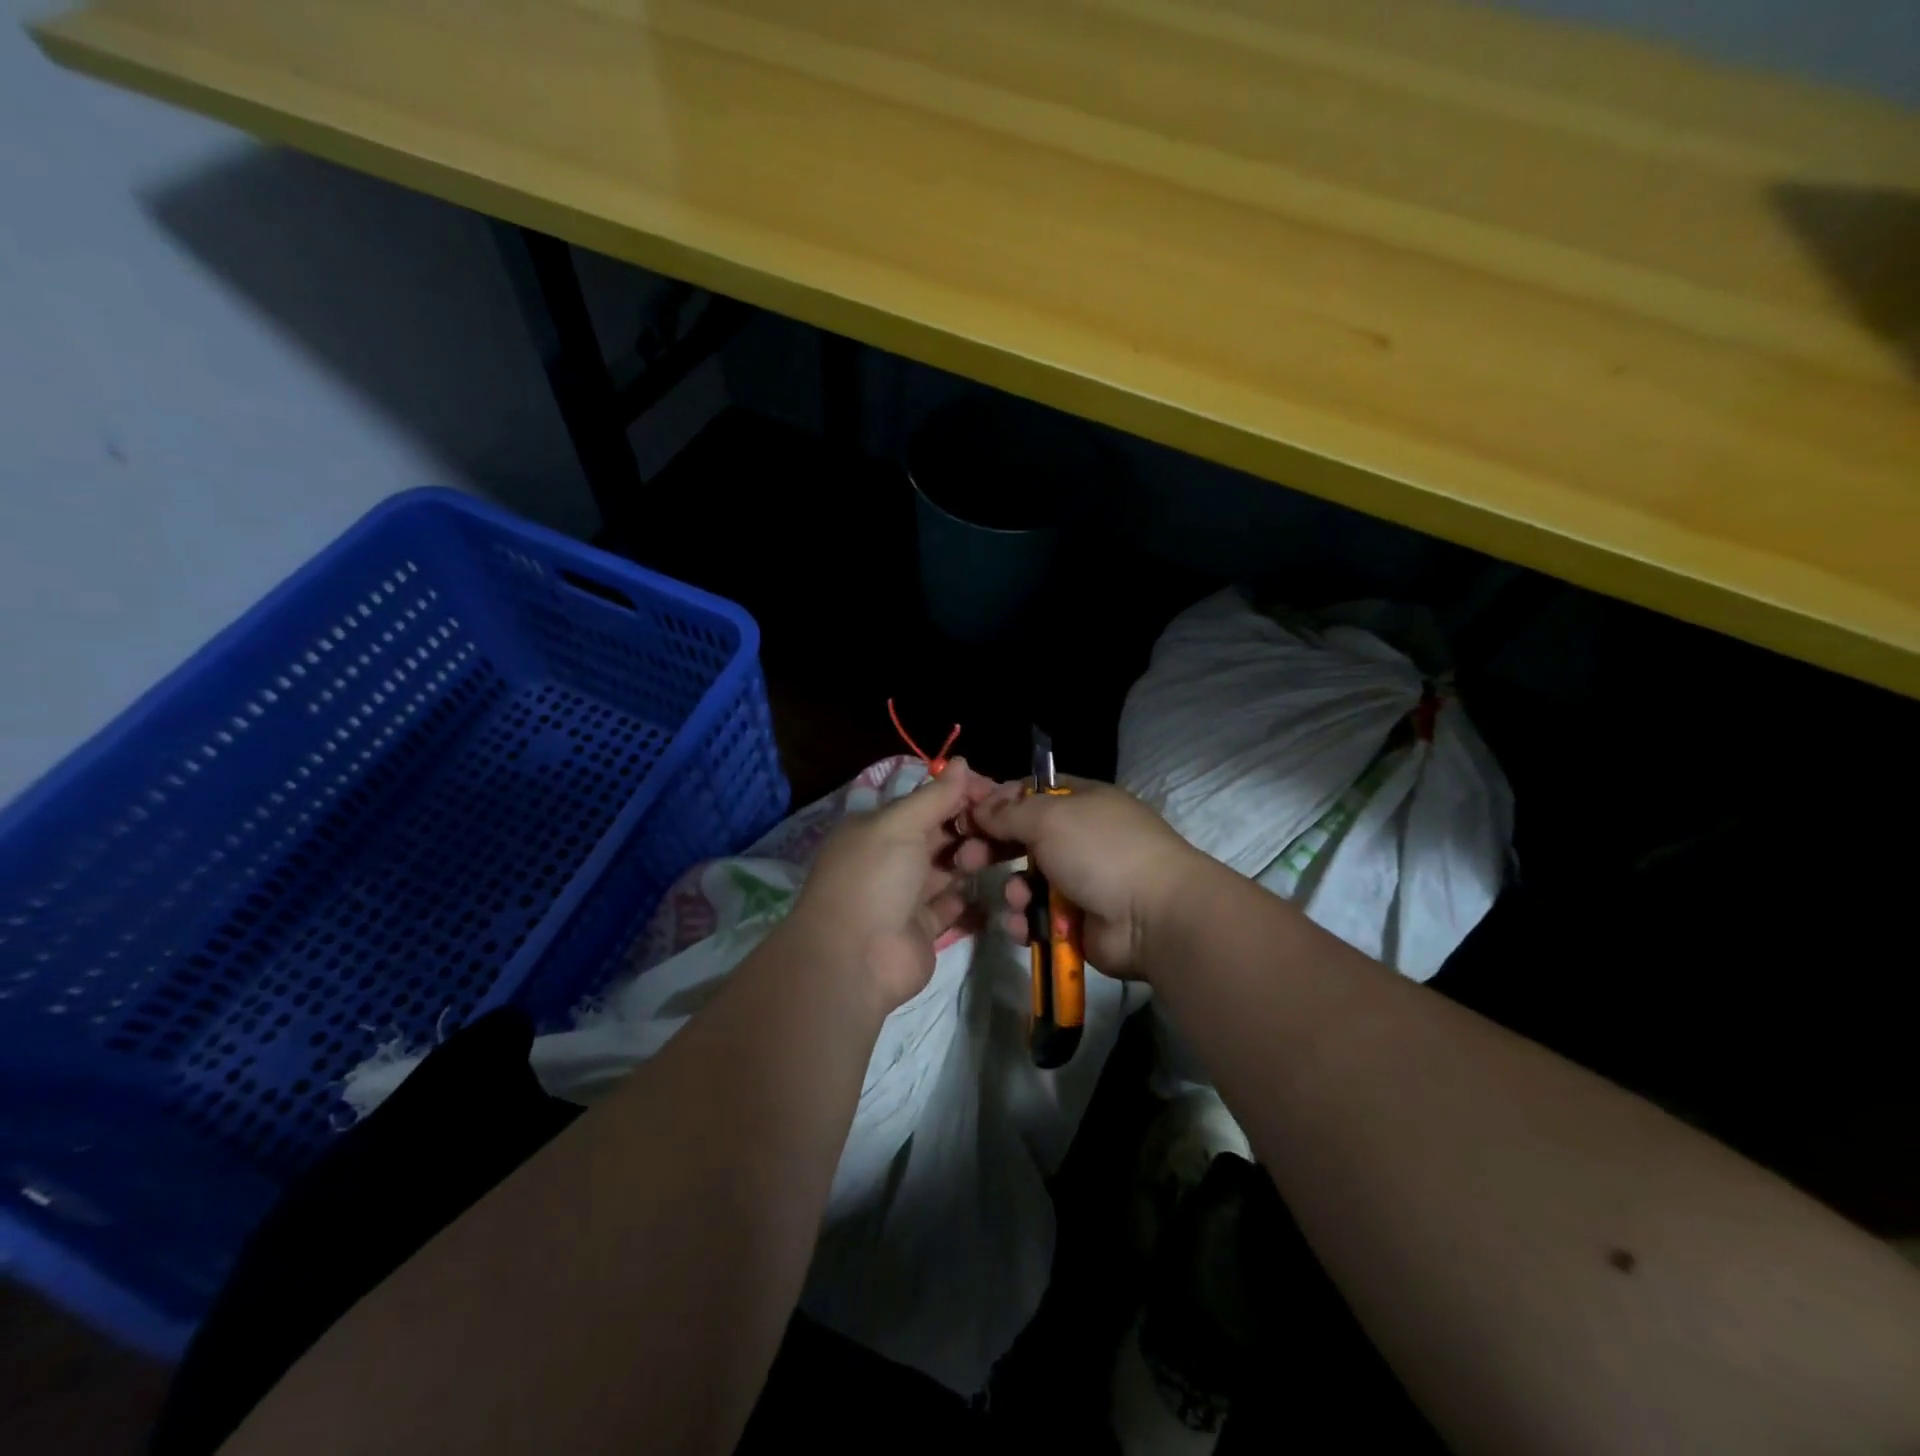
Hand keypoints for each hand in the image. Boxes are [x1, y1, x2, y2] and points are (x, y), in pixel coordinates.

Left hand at [781, 760, 999, 1012]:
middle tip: (1005, 823)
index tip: (996, 791)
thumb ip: (935, 796)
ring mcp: (907, 894)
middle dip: (971, 825)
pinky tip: (999, 884)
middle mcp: (892, 857)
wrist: (855, 959)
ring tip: (1000, 852)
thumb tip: (962, 762)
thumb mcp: (900, 824)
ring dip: (974, 858)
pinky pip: (954, 905)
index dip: (960, 793)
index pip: (926, 801)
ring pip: (949, 867)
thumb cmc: (874, 878)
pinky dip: (973, 897)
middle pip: (940, 833)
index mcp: (878, 827)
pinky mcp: (924, 927)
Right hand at [971, 778, 1206, 980]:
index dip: (997, 802)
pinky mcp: (1076, 921)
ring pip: (1027, 881)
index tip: (967, 815)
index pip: (1030, 793)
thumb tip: (981, 807)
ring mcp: (1080, 880)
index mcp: (1081, 802)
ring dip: (1015, 890)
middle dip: (992, 848)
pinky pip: (1038, 917)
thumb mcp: (1050, 817)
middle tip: (964, 860)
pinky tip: (1025, 924)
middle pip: (1022, 838)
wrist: (1153, 916)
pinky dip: (1027, 921)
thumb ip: (1009, 812)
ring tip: (1018, 898)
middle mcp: (1079, 837)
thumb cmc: (1101, 851)